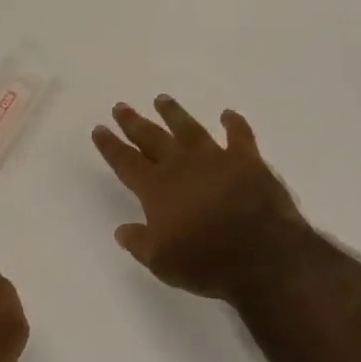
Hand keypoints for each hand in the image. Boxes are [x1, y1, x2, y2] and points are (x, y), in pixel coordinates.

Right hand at [91, 95, 305, 302]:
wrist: (261, 254)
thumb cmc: (206, 262)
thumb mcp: (162, 262)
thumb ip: (139, 242)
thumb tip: (122, 229)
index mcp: (157, 189)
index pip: (126, 162)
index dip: (111, 146)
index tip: (99, 129)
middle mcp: (182, 166)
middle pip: (153, 138)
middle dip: (134, 123)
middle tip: (121, 107)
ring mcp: (216, 158)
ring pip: (189, 129)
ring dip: (174, 114)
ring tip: (162, 99)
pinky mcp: (247, 160)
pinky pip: (239, 135)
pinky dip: (234, 124)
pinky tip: (228, 115)